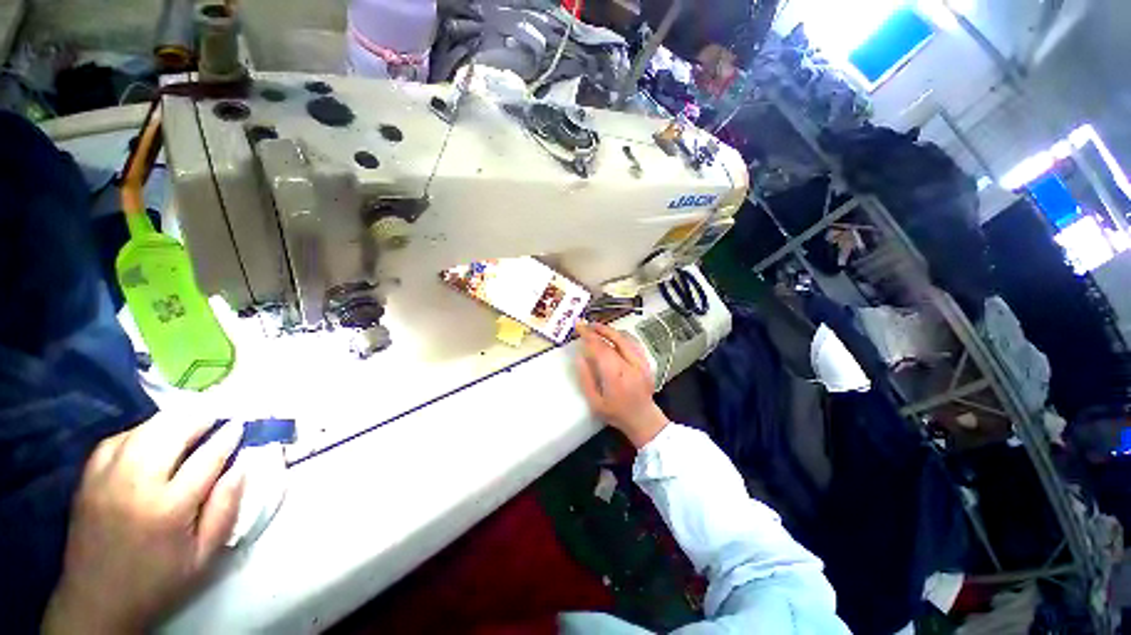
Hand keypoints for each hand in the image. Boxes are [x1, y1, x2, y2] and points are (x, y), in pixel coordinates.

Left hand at [43, 415, 245, 633]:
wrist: (98, 602)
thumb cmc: (160, 581)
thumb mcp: (204, 556)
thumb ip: (226, 509)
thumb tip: (241, 467)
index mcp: (169, 508)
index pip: (207, 458)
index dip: (227, 437)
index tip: (240, 425)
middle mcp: (136, 485)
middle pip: (170, 434)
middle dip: (199, 418)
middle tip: (218, 414)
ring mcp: (106, 479)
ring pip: (142, 431)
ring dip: (170, 421)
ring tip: (189, 420)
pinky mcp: (87, 479)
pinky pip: (115, 441)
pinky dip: (138, 432)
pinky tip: (150, 437)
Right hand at [574, 322, 669, 448]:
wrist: (643, 419)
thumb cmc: (616, 412)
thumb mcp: (594, 401)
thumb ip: (586, 377)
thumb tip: (580, 356)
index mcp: (616, 375)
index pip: (600, 347)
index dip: (588, 335)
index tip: (579, 327)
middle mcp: (630, 364)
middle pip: (615, 338)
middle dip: (600, 329)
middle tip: (587, 324)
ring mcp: (641, 362)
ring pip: (626, 338)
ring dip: (611, 330)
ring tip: (598, 328)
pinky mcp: (647, 362)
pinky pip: (635, 343)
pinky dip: (623, 336)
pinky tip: (615, 336)